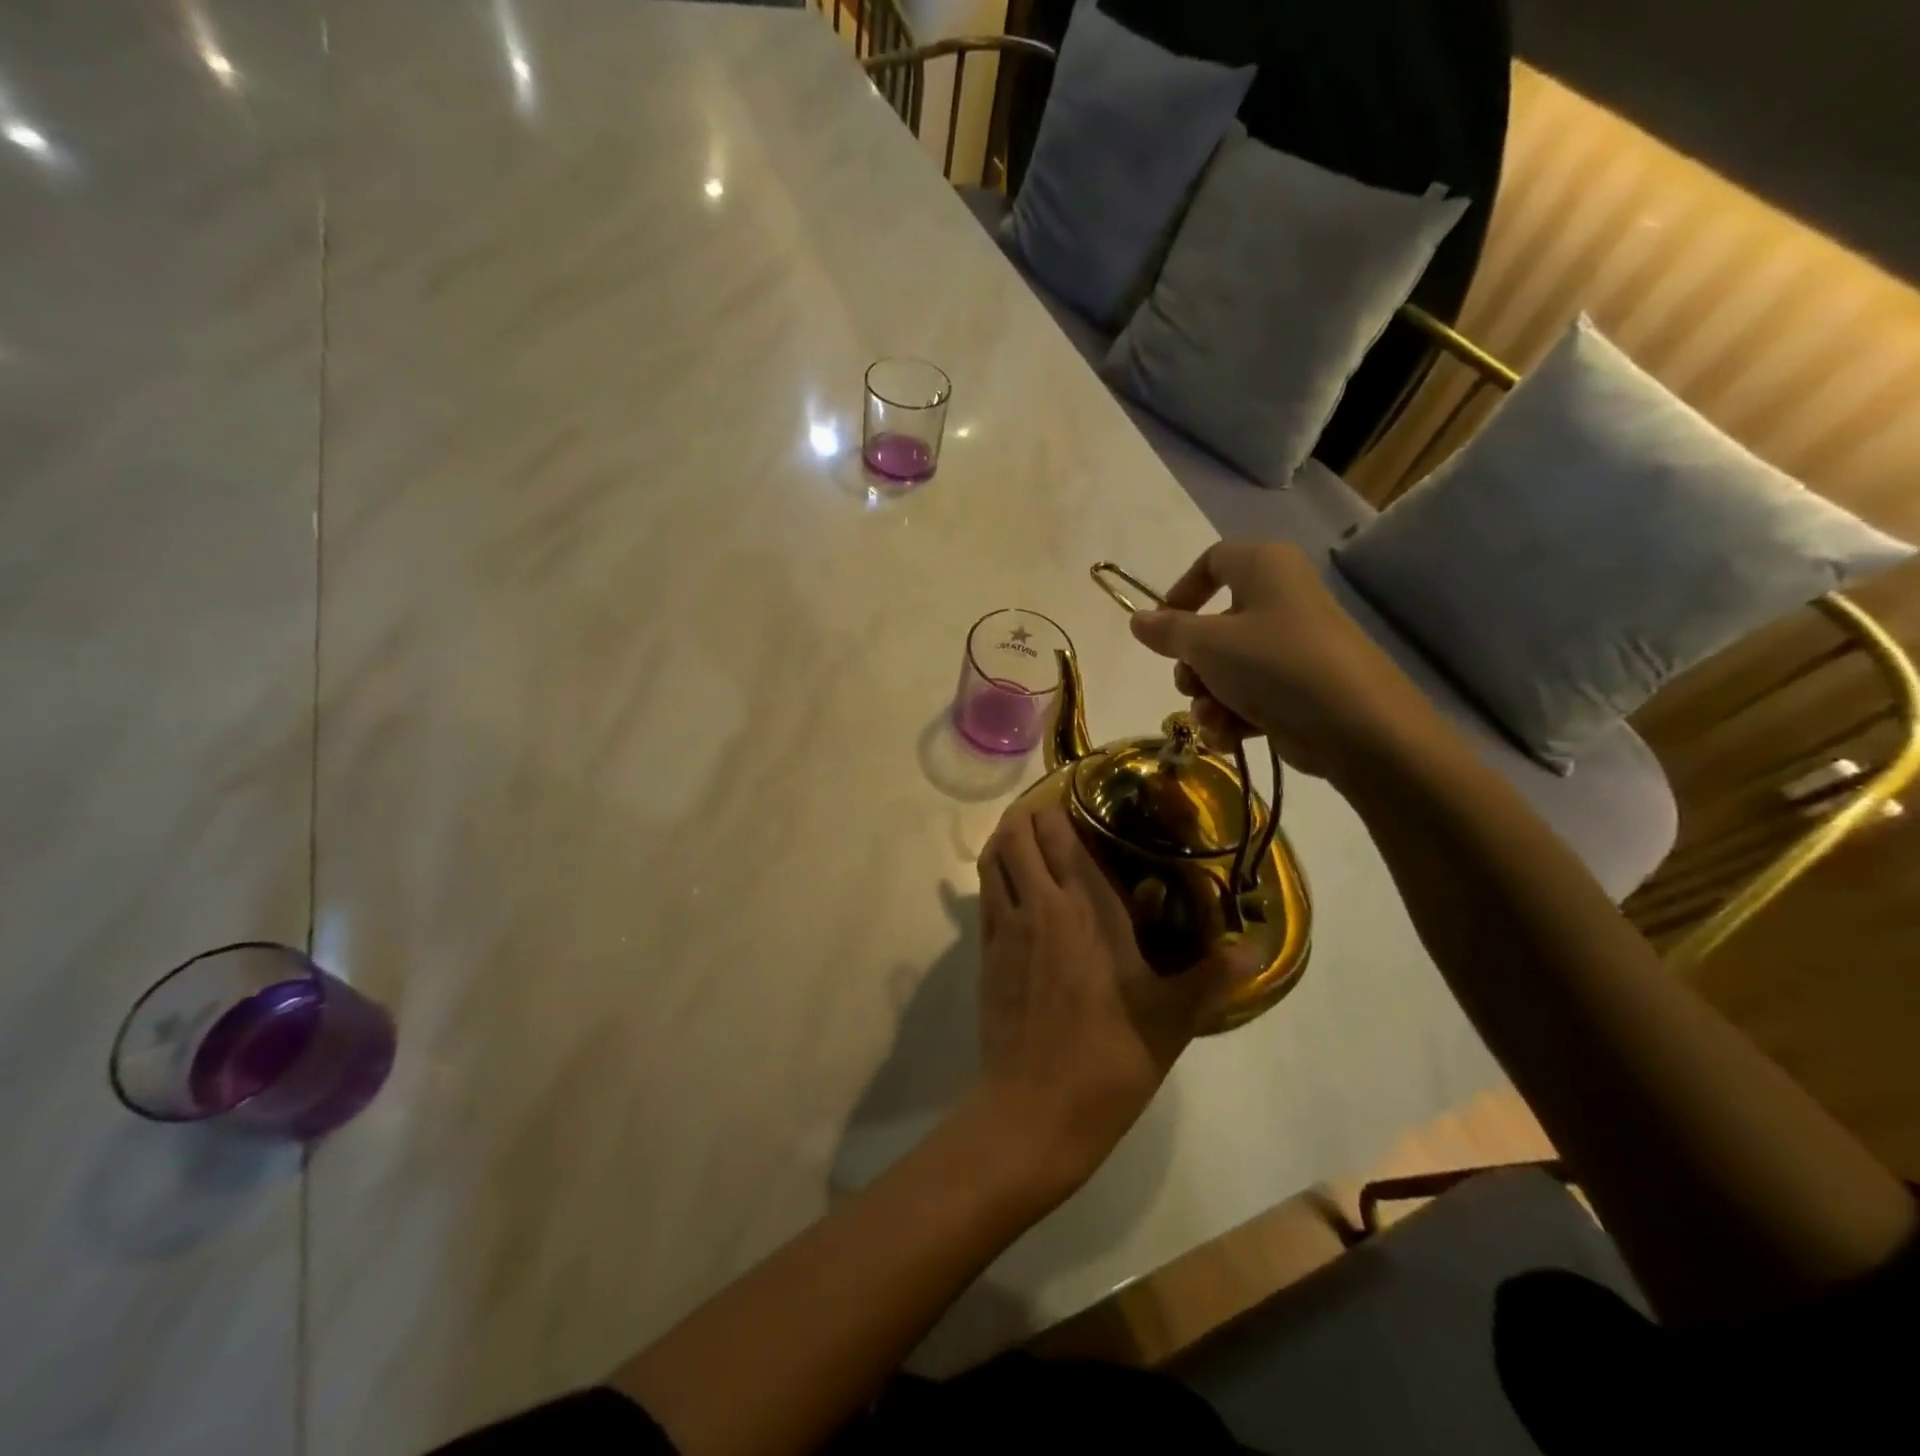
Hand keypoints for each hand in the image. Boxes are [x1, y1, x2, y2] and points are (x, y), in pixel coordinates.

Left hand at [971, 804, 1244, 1196]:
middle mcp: (1039, 904)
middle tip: (1057, 818)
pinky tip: (1014, 888)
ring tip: (1029, 842)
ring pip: (992, 858)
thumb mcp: (1172, 1018)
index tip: (1078, 799)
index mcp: (1085, 907)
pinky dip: (994, 875)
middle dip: (1031, 816)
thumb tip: (1256, 950)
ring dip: (1005, 840)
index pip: (1058, 832)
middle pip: (1016, 833)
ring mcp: (1004, 927)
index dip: (1060, 806)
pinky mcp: (984, 954)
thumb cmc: (1109, 1058)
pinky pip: (983, 894)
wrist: (1034, 1110)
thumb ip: (1213, 977)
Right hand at [1128, 541, 1441, 781]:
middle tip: (1189, 684)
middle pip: (1214, 624)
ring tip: (1213, 719)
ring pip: (1228, 667)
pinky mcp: (1299, 688)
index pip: (1212, 562)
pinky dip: (1234, 715)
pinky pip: (1250, 694)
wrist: (1356, 726)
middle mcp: (1280, 599)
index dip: (1180, 592)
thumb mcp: (1207, 644)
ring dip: (1208, 697)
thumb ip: (1167, 630)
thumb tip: (1138, 619)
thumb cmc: (1274, 664)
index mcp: (1264, 568)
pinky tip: (1229, 736)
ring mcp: (1292, 646)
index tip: (1160, 627)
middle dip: (1192, 663)